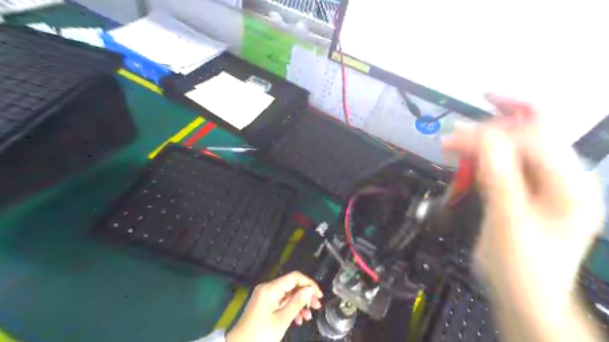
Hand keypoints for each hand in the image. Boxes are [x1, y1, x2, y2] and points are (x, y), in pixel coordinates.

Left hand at [226, 273, 322, 340]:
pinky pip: (281, 302)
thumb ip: (296, 303)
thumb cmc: (260, 334)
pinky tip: (297, 319)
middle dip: (305, 295)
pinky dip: (290, 308)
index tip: (318, 295)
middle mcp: (268, 288)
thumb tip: (310, 290)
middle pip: (291, 285)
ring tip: (308, 316)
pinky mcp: (264, 304)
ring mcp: (265, 296)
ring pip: (287, 294)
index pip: (294, 277)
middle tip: (316, 306)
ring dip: (299, 303)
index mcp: (271, 288)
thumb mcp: (281, 320)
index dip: (309, 284)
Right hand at [444, 95, 603, 331]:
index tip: (458, 135)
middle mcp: (560, 180)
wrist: (522, 298)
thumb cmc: (519, 267)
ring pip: (510, 150)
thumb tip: (484, 136)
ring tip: (452, 150)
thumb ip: (500, 176)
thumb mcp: (508, 221)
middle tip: (451, 139)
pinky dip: (480, 162)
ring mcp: (541, 186)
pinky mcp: (522, 193)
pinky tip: (464, 165)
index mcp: (569, 186)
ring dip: (480, 147)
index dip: (496, 130)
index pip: (536, 137)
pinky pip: (501, 167)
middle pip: (526, 137)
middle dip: (487, 133)